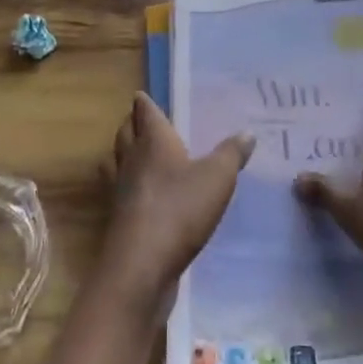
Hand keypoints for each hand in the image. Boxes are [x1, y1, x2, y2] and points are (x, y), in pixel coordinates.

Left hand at [98, 92, 253, 312]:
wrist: (142, 265)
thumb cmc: (180, 210)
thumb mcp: (218, 178)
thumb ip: (232, 153)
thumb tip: (246, 132)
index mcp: (153, 142)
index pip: (144, 113)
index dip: (144, 104)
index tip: (142, 97)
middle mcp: (131, 161)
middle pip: (125, 134)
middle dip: (132, 125)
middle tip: (142, 122)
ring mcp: (120, 192)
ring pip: (116, 162)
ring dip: (123, 155)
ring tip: (136, 155)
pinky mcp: (119, 220)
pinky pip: (120, 193)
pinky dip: (127, 187)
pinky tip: (142, 196)